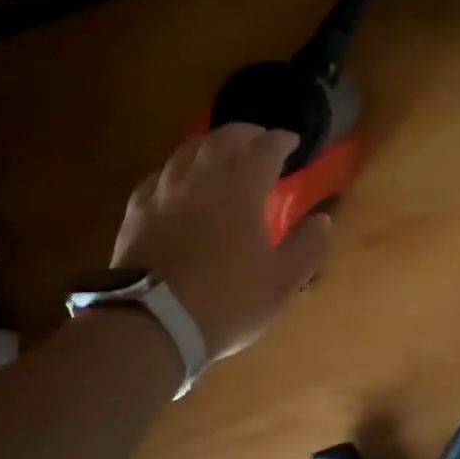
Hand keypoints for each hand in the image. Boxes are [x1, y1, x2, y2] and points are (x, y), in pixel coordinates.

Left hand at [112, 124, 331, 359]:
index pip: (266, 147)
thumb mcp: (283, 280)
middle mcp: (201, 177)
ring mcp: (164, 191)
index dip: (282, 140)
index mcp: (241, 186)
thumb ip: (308, 246)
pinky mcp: (137, 211)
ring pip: (187, 150)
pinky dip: (177, 171)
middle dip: (246, 133)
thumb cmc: (227, 301)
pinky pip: (159, 176)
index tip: (293, 142)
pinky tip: (177, 183)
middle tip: (259, 140)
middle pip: (224, 138)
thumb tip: (322, 220)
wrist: (152, 324)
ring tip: (220, 154)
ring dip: (210, 145)